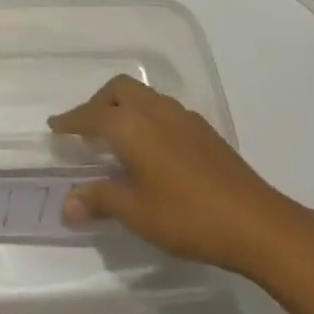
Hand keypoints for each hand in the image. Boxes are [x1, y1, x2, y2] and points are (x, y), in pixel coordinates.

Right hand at [49, 75, 313, 279]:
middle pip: (119, 89)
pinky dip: (146, 117)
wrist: (258, 223)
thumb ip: (99, 200)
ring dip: (124, 107)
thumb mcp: (136, 213)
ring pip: (144, 96)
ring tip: (117, 137)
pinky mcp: (205, 131)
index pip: (91, 115)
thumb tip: (67, 204)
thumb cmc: (187, 216)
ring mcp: (183, 117)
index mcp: (131, 125)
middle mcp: (155, 111)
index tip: (55, 126)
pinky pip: (163, 110)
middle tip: (86, 128)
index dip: (70, 120)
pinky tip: (152, 148)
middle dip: (98, 102)